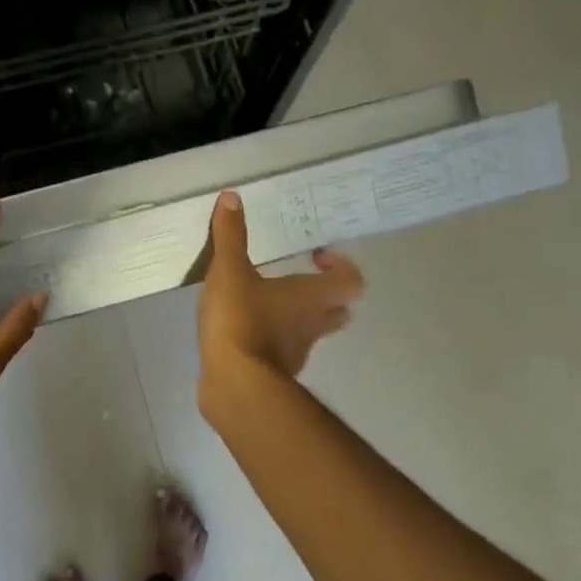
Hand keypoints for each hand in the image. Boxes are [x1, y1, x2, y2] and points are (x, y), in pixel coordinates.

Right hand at [196, 189, 363, 415]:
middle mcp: (313, 325)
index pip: (351, 280)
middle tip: (297, 280)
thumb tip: (232, 197)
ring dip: (297, 317)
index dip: (340, 266)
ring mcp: (297, 353)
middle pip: (338, 309)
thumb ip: (230, 236)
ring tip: (265, 303)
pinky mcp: (275, 373)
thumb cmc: (240, 321)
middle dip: (324, 294)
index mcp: (312, 296)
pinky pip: (282, 351)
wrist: (233, 384)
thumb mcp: (229, 272)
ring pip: (311, 332)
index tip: (315, 255)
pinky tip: (244, 332)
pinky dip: (272, 340)